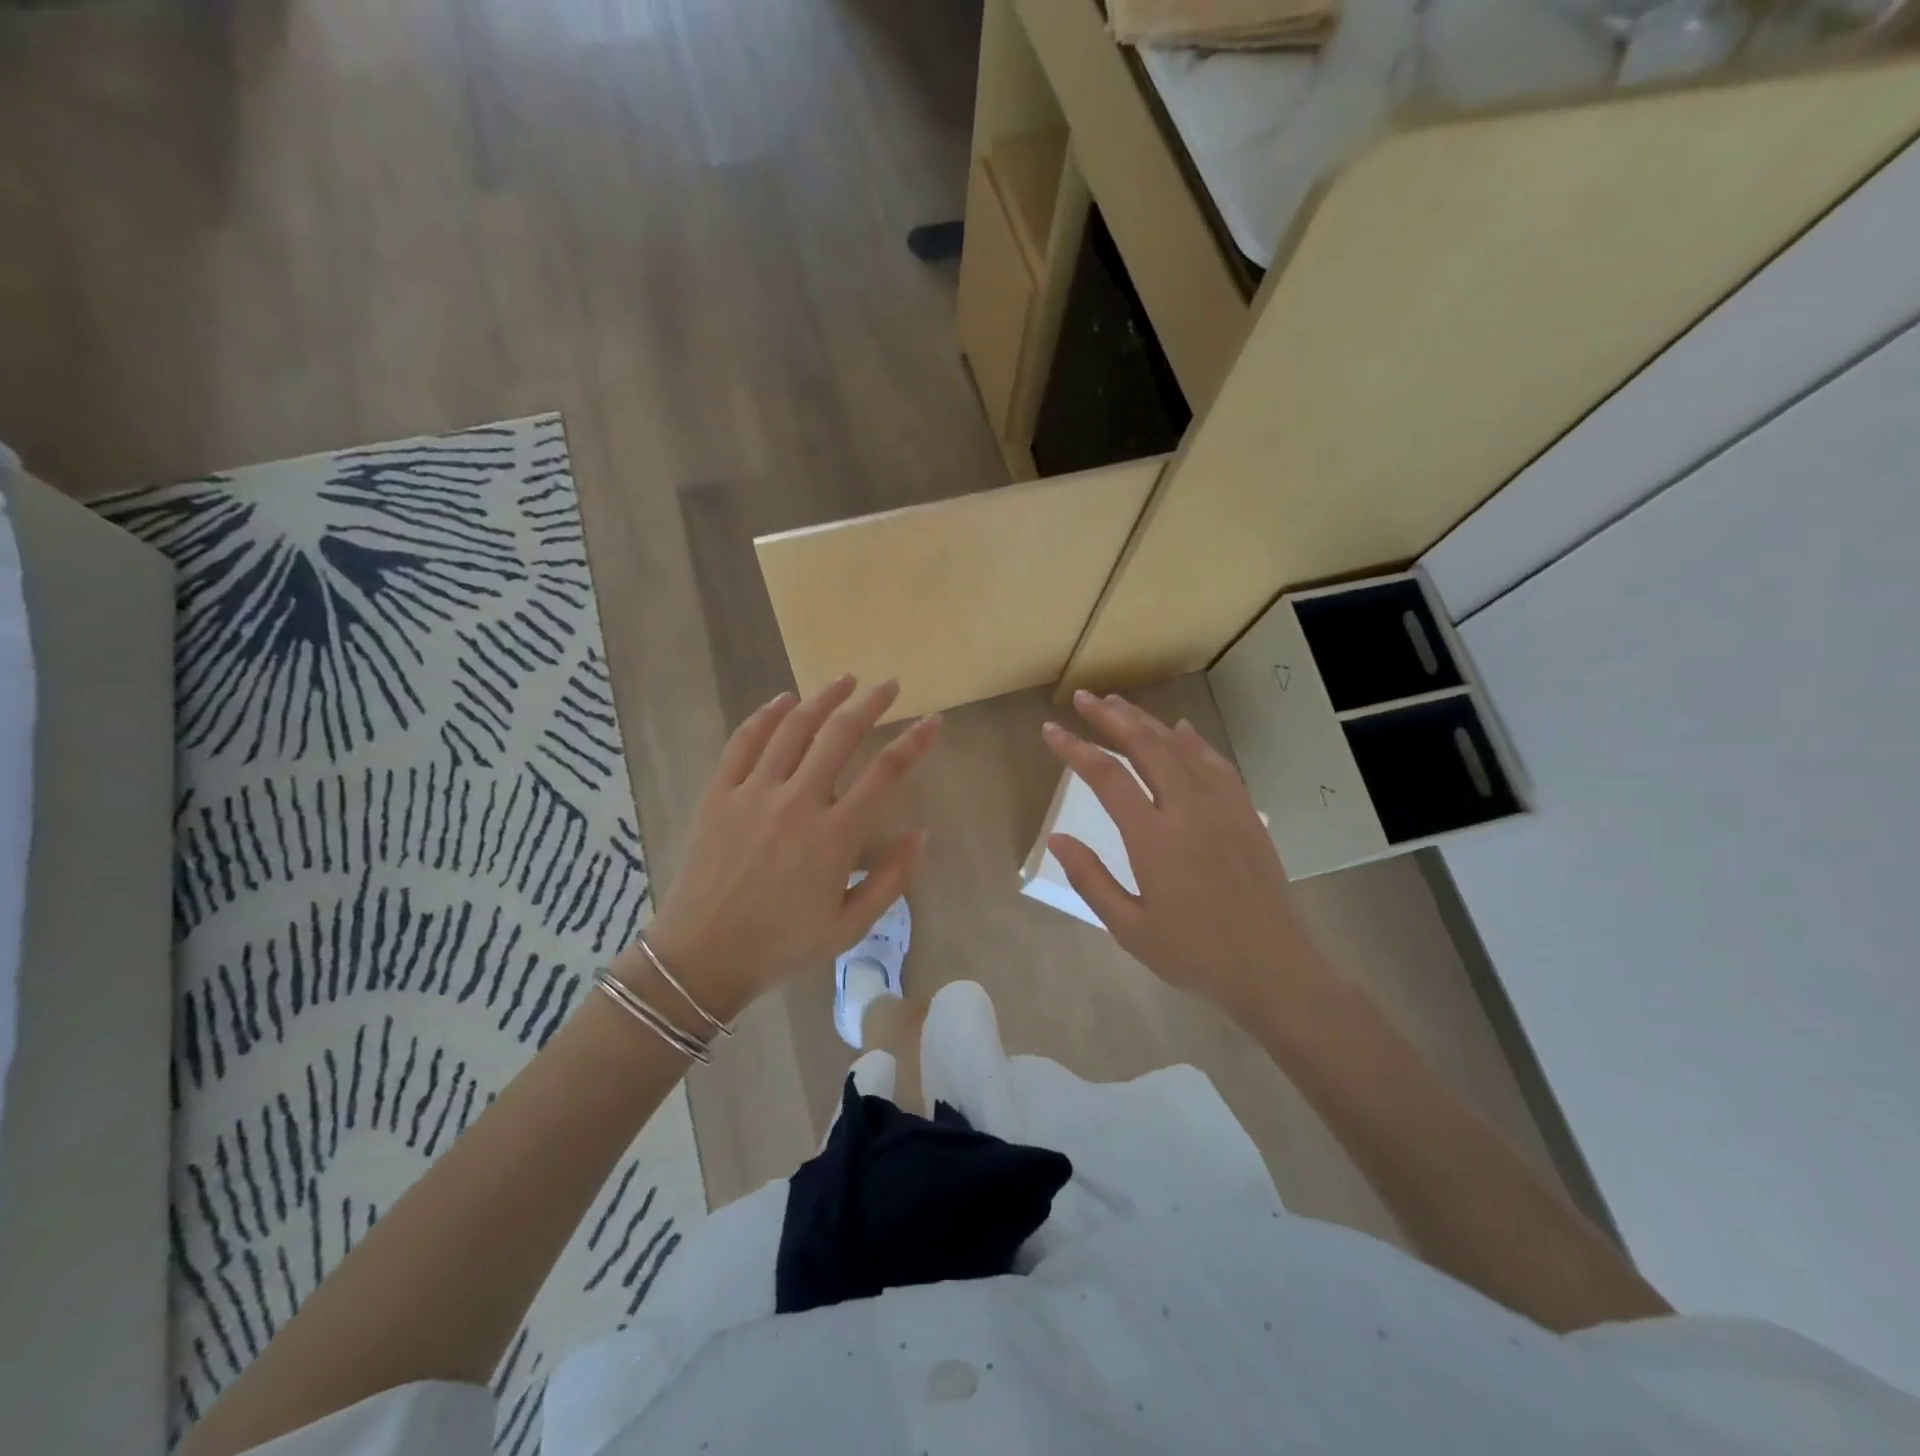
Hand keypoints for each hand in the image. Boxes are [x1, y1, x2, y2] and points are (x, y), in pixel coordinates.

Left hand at [619, 676, 940, 1023]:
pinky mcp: (720, 793)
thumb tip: (920, 833)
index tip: (933, 721)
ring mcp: (754, 793)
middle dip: (870, 703)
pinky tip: (783, 699)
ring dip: (823, 698)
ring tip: (845, 680)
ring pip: (794, 728)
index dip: (914, 742)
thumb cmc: (783, 945)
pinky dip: (766, 715)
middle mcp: (798, 802)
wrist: (702, 957)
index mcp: (835, 836)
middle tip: (889, 685)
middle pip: (840, 735)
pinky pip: (744, 741)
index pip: (886, 773)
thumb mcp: (850, 927)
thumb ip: (891, 879)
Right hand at [1041, 690, 1323, 1012]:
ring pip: (1180, 747)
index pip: (1107, 777)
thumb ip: (1091, 879)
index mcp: (1154, 838)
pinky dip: (1192, 740)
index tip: (1050, 730)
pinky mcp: (1244, 813)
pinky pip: (1215, 763)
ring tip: (1119, 704)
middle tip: (1083, 697)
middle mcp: (1188, 809)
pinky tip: (1180, 729)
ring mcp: (1222, 806)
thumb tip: (1057, 838)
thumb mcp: (1129, 927)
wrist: (1272, 967)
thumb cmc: (1194, 953)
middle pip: (1145, 746)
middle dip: (1110, 717)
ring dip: (1146, 721)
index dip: (1075, 748)